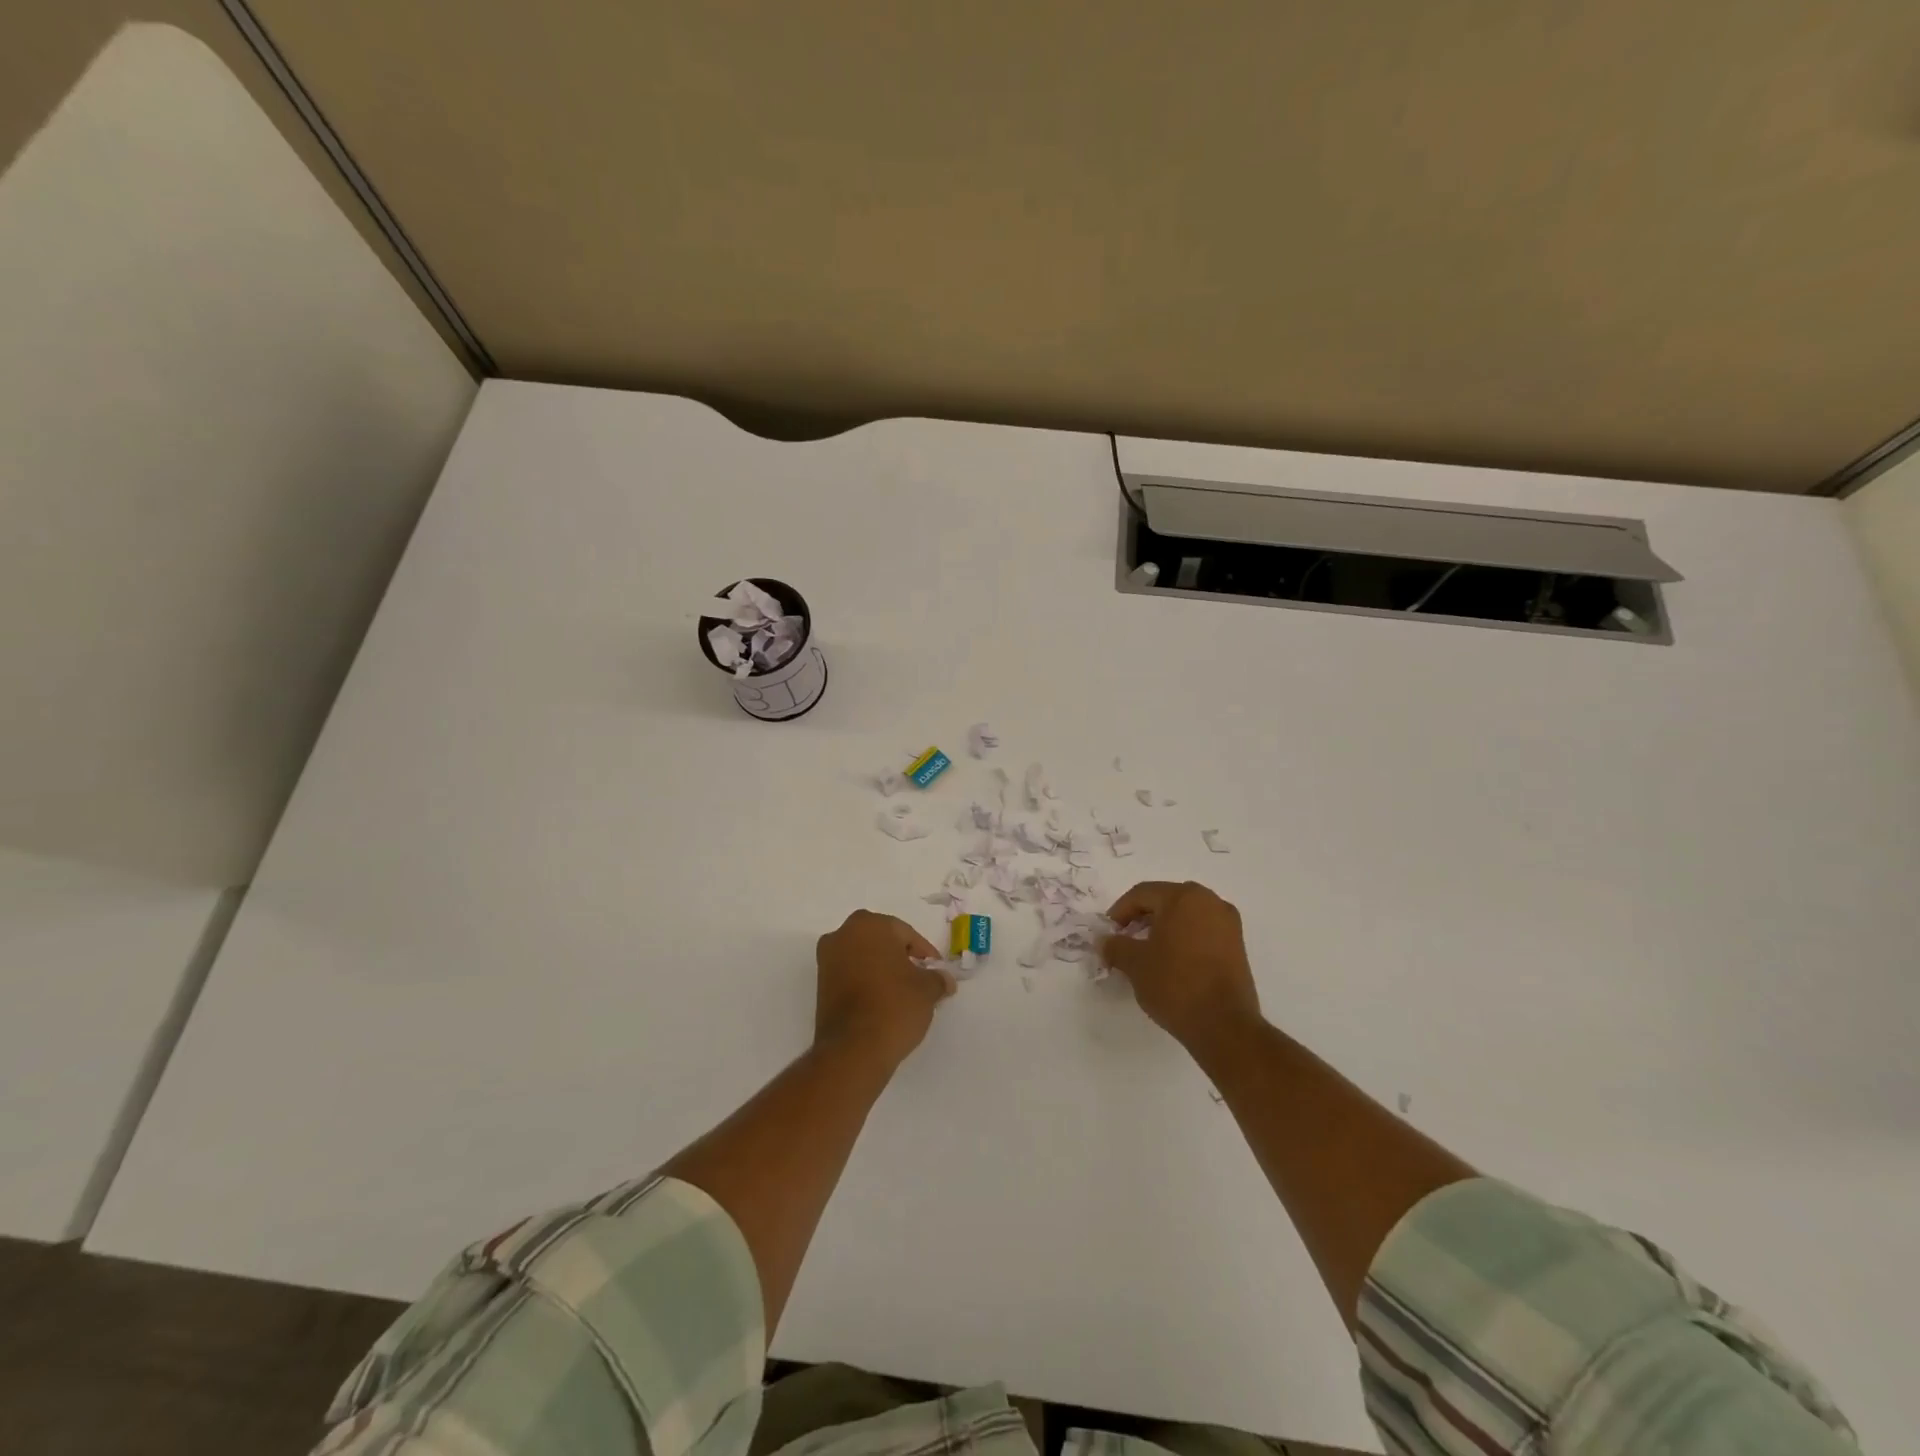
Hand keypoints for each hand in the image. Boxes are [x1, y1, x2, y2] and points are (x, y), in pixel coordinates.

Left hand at [814, 910, 955, 1071]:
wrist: (853, 1049)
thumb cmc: (894, 1006)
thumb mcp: (927, 990)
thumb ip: (937, 978)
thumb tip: (945, 980)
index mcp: (869, 925)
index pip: (905, 934)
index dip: (924, 953)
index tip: (936, 972)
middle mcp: (843, 934)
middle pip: (881, 941)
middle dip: (901, 958)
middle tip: (920, 979)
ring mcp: (827, 960)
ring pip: (864, 957)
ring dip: (882, 970)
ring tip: (902, 994)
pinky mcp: (820, 985)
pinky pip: (850, 974)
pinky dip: (866, 982)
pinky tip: (882, 1002)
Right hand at [1102, 881, 1262, 1054]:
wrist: (1224, 1025)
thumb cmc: (1175, 984)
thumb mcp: (1135, 964)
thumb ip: (1115, 946)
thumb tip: (1104, 940)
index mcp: (1183, 897)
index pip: (1142, 894)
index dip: (1120, 911)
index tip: (1109, 932)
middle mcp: (1209, 901)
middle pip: (1166, 900)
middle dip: (1142, 917)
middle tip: (1125, 939)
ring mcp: (1228, 924)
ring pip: (1186, 915)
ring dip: (1163, 928)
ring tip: (1147, 952)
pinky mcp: (1238, 946)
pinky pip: (1202, 931)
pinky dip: (1183, 939)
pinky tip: (1171, 961)